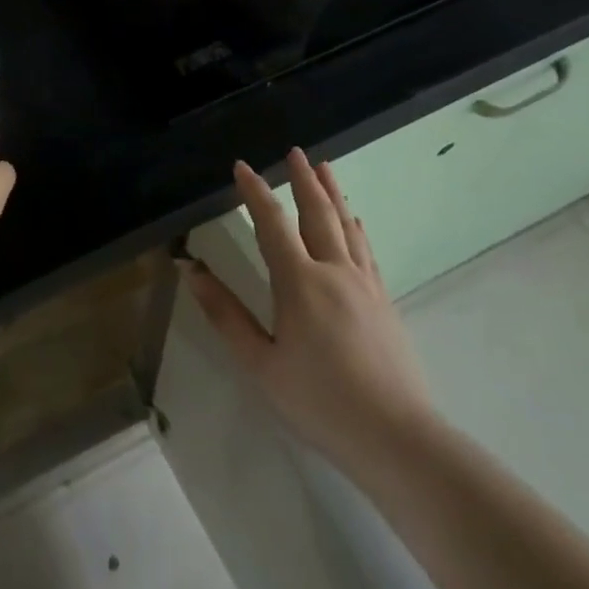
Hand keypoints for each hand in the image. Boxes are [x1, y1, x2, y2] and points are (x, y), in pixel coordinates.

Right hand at [184, 148, 432, 469]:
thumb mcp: (260, 363)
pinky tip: (356, 222)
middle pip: (318, 214)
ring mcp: (364, 285)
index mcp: (299, 283)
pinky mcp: (383, 302)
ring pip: (347, 226)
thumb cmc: (318, 401)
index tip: (241, 167)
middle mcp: (334, 272)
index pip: (273, 225)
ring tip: (324, 168)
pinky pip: (366, 251)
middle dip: (303, 181)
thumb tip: (192, 270)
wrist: (396, 436)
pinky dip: (356, 228)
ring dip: (333, 194)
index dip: (255, 193)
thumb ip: (225, 314)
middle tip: (294, 152)